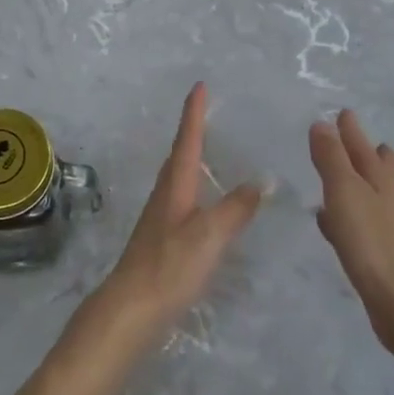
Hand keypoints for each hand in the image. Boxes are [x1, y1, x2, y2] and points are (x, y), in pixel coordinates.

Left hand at [98, 83, 261, 346]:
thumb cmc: (170, 266)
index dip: (194, 113)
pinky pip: (181, 198)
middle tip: (205, 112)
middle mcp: (165, 194)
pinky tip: (203, 203)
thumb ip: (236, 208)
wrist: (131, 308)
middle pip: (179, 154)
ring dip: (191, 157)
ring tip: (208, 150)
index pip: (187, 140)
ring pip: (178, 176)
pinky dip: (194, 187)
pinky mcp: (161, 239)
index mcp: (175, 186)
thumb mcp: (209, 235)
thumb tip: (261, 180)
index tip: (199, 86)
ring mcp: (160, 217)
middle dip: (192, 131)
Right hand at [312, 110, 393, 352]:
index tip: (343, 113)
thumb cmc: (372, 242)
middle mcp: (389, 199)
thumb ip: (332, 158)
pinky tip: (333, 223)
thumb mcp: (345, 192)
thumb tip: (322, 123)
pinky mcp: (383, 254)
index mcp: (381, 180)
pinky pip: (361, 223)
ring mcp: (390, 228)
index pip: (364, 146)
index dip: (351, 130)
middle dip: (367, 152)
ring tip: (344, 175)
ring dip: (358, 181)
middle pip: (379, 168)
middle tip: (358, 138)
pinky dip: (348, 214)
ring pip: (372, 195)